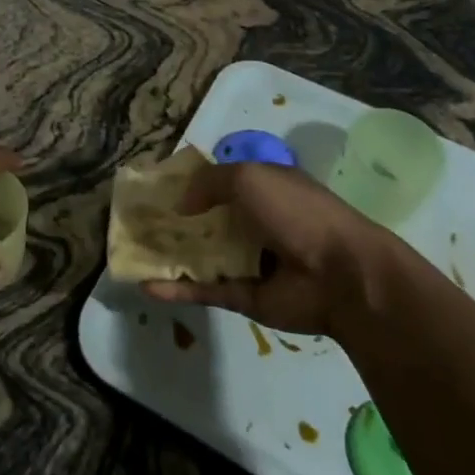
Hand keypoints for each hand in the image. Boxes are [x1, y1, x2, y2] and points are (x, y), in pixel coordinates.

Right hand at [142, 161, 391, 337]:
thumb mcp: (248, 177)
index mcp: (264, 187)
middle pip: (207, 219)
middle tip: (136, 221)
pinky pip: (206, 290)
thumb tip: (181, 204)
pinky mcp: (245, 296)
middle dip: (175, 220)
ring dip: (171, 254)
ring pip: (203, 256)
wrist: (341, 275)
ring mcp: (250, 260)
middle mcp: (256, 221)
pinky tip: (147, 286)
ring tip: (133, 252)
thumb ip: (209, 182)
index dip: (190, 182)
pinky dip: (178, 288)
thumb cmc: (296, 212)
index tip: (156, 186)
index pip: (221, 181)